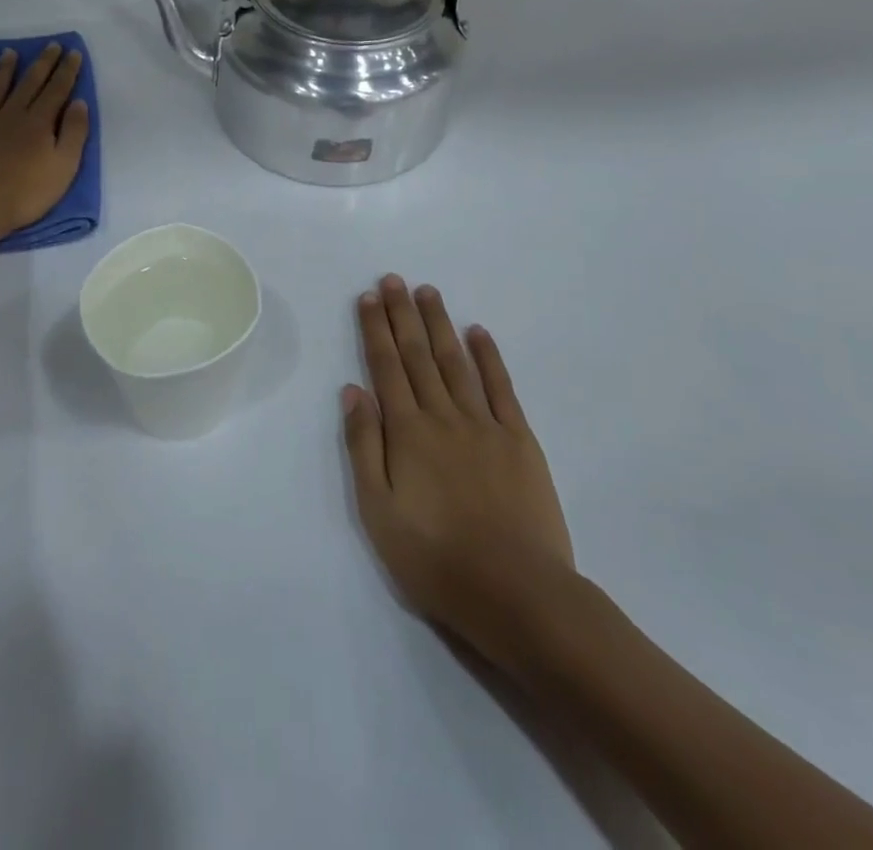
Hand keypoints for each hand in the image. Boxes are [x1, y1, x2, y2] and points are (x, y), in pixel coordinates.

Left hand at [0, 44, 89, 241]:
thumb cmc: (23, 194)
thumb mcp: (63, 169)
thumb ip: (73, 134)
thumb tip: (78, 102)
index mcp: (39, 123)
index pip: (57, 90)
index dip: (67, 71)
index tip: (73, 52)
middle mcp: (10, 114)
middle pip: (29, 83)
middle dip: (43, 63)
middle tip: (51, 45)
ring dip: (5, 69)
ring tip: (11, 52)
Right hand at [341, 276, 579, 670]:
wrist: (517, 593)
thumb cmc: (436, 559)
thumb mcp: (379, 512)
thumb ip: (364, 446)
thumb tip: (353, 390)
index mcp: (407, 433)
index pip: (386, 368)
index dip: (376, 330)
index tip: (369, 297)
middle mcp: (443, 416)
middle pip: (419, 355)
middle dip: (403, 314)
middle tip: (394, 279)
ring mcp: (485, 425)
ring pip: (456, 362)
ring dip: (440, 324)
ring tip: (428, 292)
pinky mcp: (519, 440)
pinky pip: (501, 388)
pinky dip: (489, 357)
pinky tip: (479, 332)